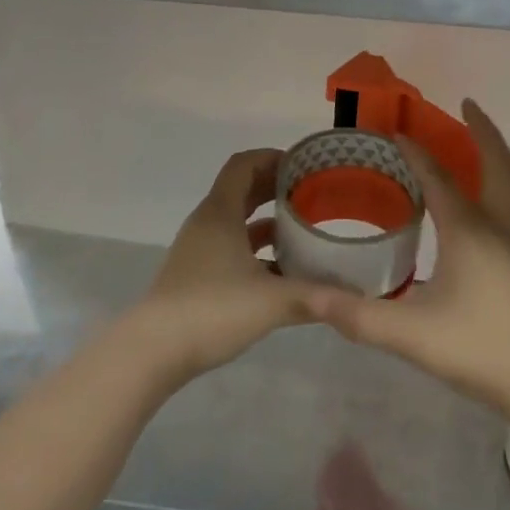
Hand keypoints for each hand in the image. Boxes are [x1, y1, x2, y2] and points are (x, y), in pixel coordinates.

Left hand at [123, 149, 317, 385]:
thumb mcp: (272, 301)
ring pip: (236, 221)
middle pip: (241, 189)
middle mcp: (208, 223)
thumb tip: (358, 297)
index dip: (272, 157)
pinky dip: (256, 249)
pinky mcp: (196, 275)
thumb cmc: (212, 309)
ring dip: (267, 220)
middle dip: (275, 187)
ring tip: (302, 230)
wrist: (152, 352)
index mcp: (220, 212)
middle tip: (311, 193)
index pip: (244, 164)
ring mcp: (199, 250)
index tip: (303, 165)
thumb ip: (316, 296)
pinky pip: (231, 247)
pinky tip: (281, 271)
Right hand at [302, 101, 509, 415]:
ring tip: (490, 141)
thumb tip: (311, 297)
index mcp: (468, 231)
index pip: (438, 179)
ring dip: (504, 155)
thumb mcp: (411, 334)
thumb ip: (360, 316)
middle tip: (468, 105)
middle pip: (497, 164)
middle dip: (482, 130)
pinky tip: (500, 203)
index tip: (397, 134)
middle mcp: (497, 227)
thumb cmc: (479, 349)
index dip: (416, 154)